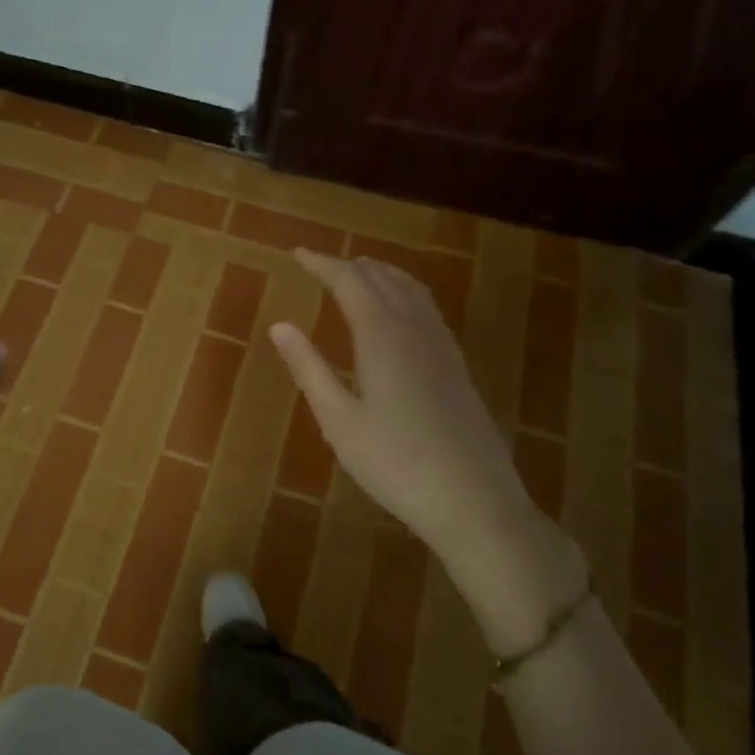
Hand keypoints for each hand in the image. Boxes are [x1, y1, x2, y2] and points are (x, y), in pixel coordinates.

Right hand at [269, 250, 549, 576]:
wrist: (474, 501)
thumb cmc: (395, 463)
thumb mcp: (339, 420)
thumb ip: (309, 368)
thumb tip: (280, 325)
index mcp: (382, 335)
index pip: (349, 281)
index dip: (322, 264)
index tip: (297, 254)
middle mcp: (415, 329)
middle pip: (382, 278)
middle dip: (348, 266)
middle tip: (320, 265)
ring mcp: (442, 346)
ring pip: (411, 289)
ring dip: (380, 274)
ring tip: (358, 274)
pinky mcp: (457, 365)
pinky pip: (427, 308)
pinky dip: (404, 292)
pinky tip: (398, 313)